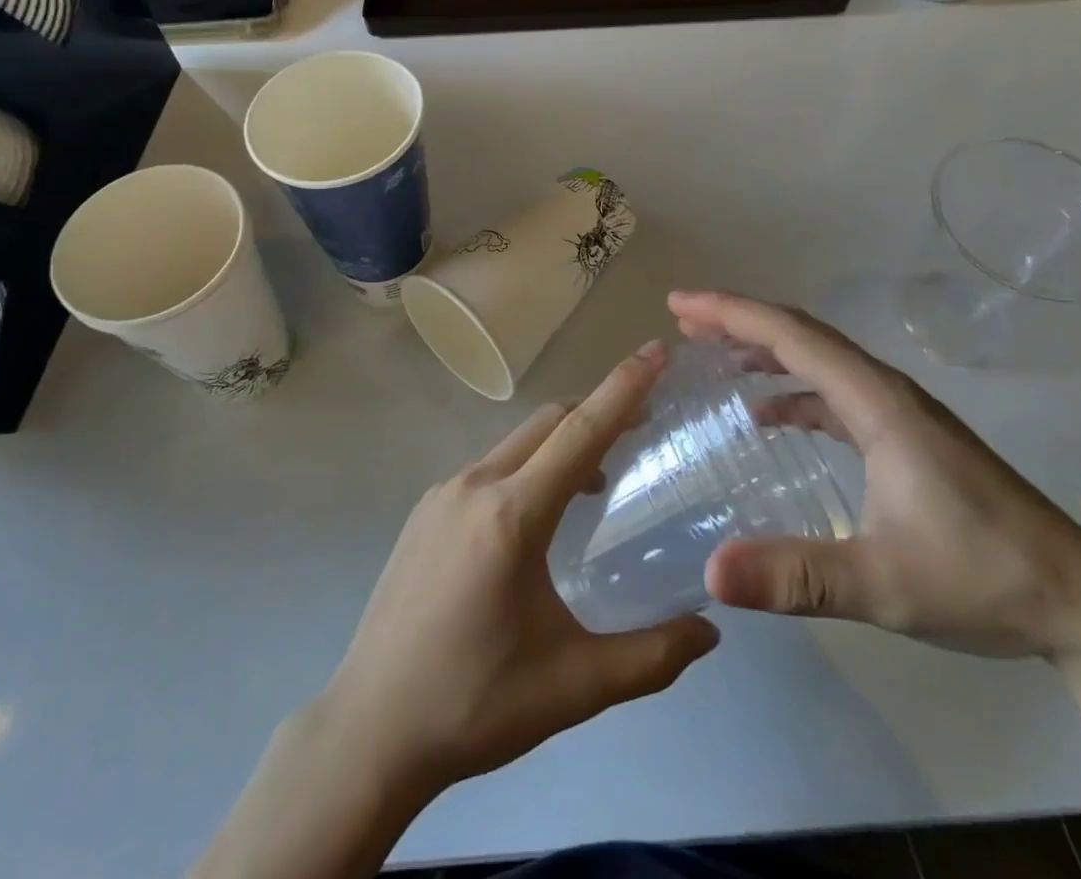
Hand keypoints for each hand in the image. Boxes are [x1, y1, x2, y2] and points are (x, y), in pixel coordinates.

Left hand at [314, 342, 720, 791]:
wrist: (369, 729)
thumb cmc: (475, 703)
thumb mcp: (573, 686)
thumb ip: (650, 657)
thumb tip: (711, 633)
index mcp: (513, 515)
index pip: (581, 432)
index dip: (624, 387)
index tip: (656, 350)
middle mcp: (475, 485)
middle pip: (549, 423)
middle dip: (597, 410)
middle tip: (643, 423)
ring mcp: (442, 494)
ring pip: (516, 443)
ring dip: (561, 443)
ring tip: (597, 481)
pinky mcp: (424, 511)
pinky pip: (489, 467)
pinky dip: (527, 467)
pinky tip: (536, 514)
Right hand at [673, 291, 1080, 661]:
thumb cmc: (983, 578)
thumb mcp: (882, 582)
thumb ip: (797, 576)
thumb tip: (710, 572)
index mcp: (877, 402)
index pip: (792, 335)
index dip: (732, 313)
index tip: (681, 304)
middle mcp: (886, 392)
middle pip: (802, 334)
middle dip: (739, 320)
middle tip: (684, 320)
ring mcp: (899, 414)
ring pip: (819, 360)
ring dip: (764, 349)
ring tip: (713, 356)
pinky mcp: (906, 439)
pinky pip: (834, 394)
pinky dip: (792, 390)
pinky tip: (767, 417)